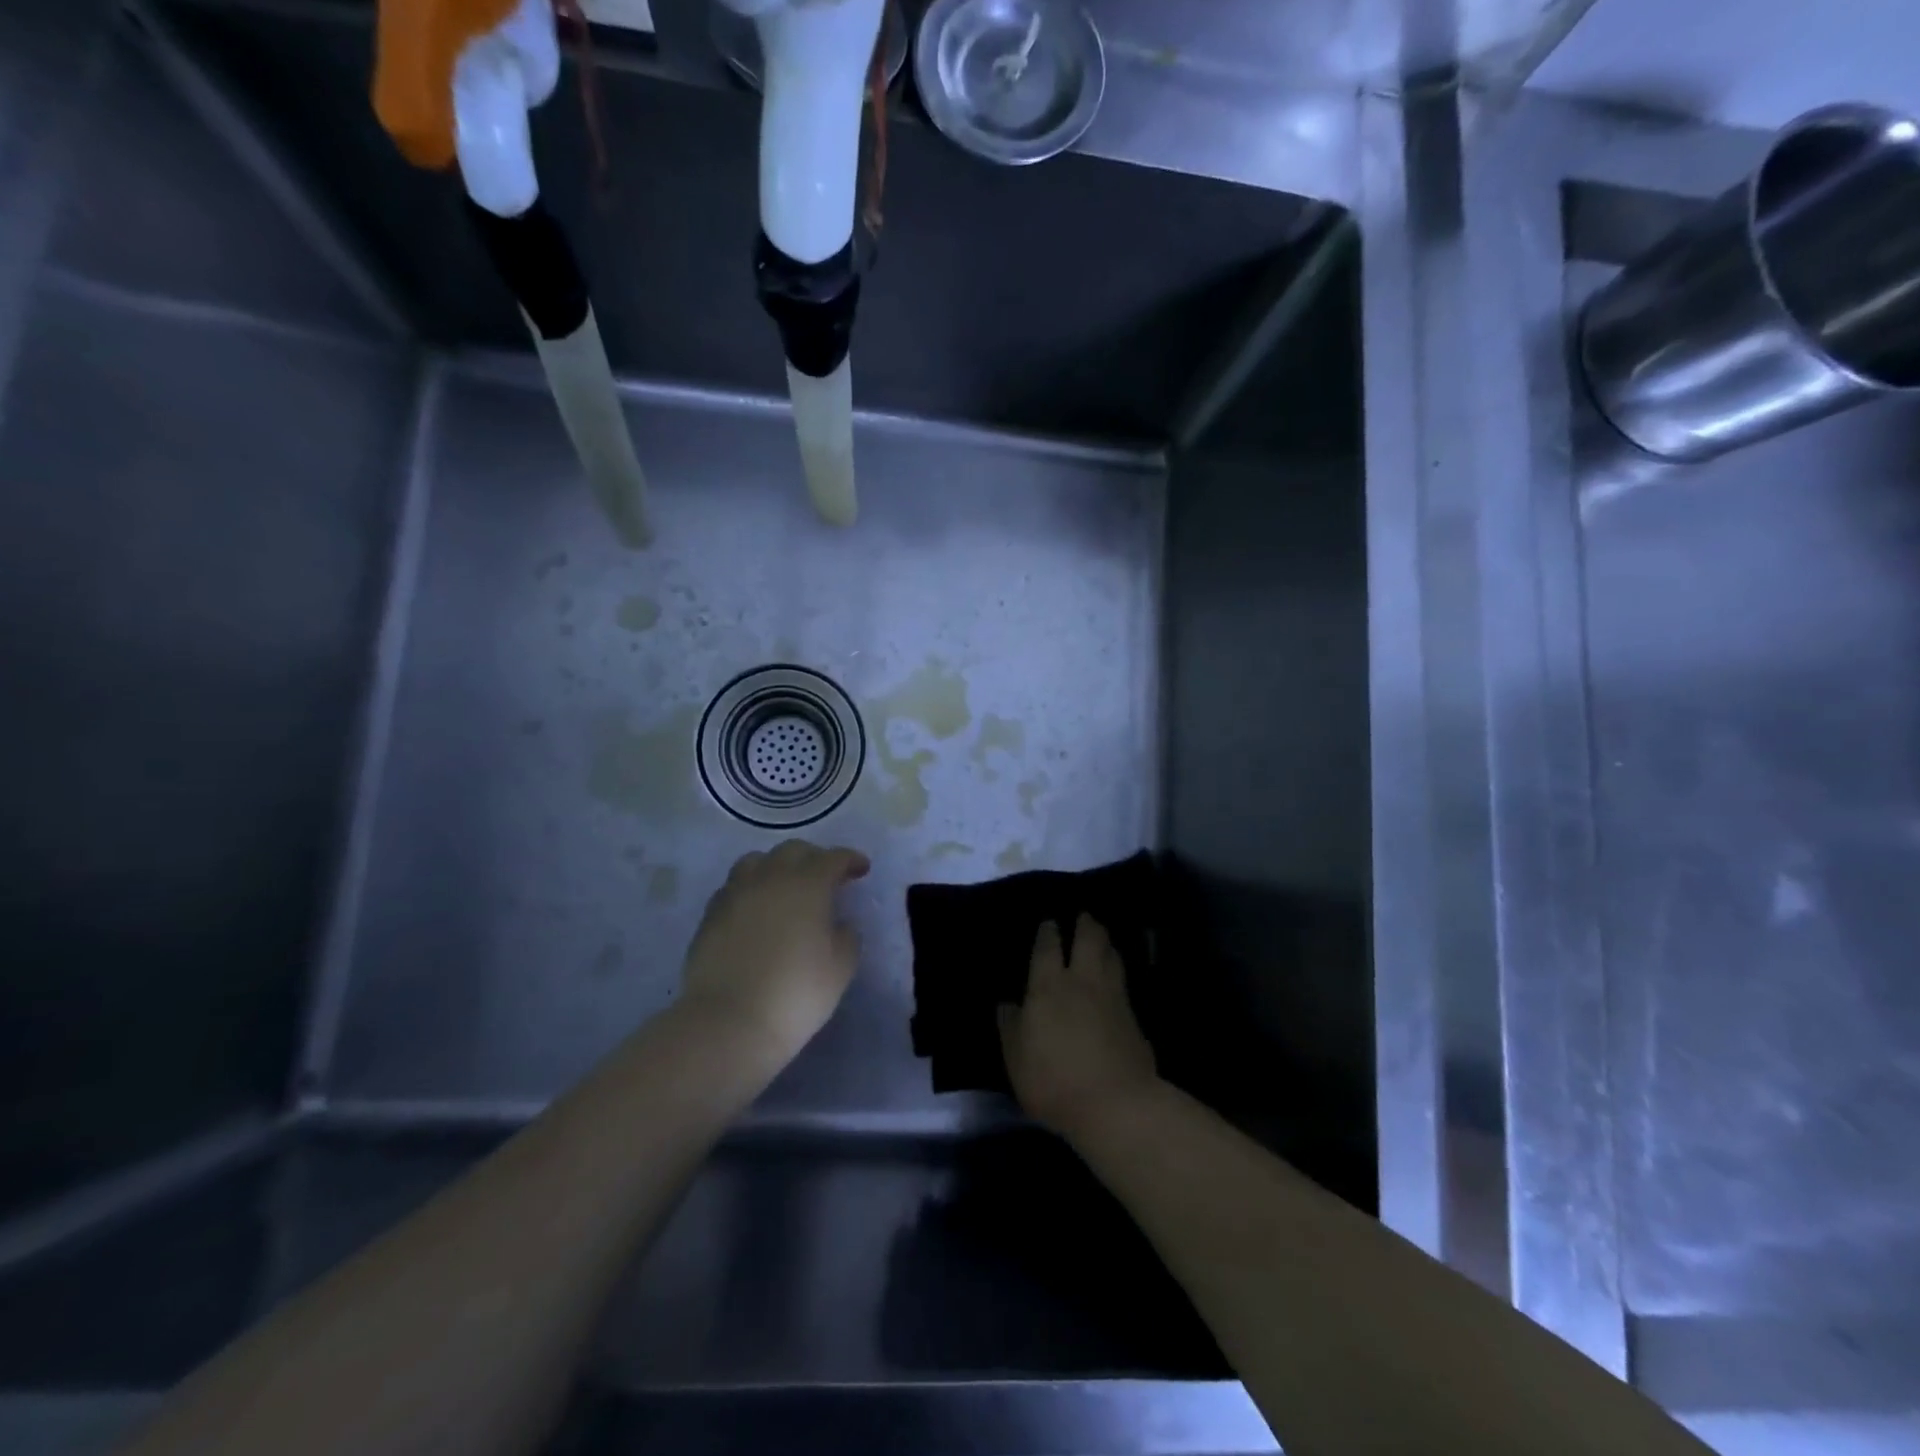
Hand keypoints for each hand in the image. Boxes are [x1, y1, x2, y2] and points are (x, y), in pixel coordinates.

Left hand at [680, 840, 869, 1062]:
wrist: (729, 1022)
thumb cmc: (796, 993)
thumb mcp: (841, 967)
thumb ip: (846, 936)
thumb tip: (838, 924)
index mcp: (808, 884)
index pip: (833, 858)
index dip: (850, 860)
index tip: (861, 869)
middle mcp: (770, 878)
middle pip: (793, 851)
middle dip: (814, 858)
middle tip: (826, 878)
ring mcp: (736, 893)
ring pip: (757, 861)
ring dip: (777, 867)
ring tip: (785, 887)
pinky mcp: (711, 914)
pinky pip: (734, 886)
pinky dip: (751, 888)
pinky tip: (756, 909)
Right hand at [997, 914, 1158, 1138]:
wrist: (1115, 1104)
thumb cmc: (1054, 1080)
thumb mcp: (1016, 1058)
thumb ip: (1010, 1027)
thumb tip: (1007, 1003)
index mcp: (1048, 986)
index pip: (1048, 948)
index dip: (1048, 932)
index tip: (1049, 922)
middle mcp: (1082, 981)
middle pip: (1089, 939)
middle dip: (1086, 924)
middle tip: (1084, 915)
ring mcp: (1113, 996)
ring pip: (1112, 955)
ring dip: (1106, 941)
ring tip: (1102, 936)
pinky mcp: (1134, 1016)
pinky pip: (1123, 980)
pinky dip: (1118, 968)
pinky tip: (1116, 974)